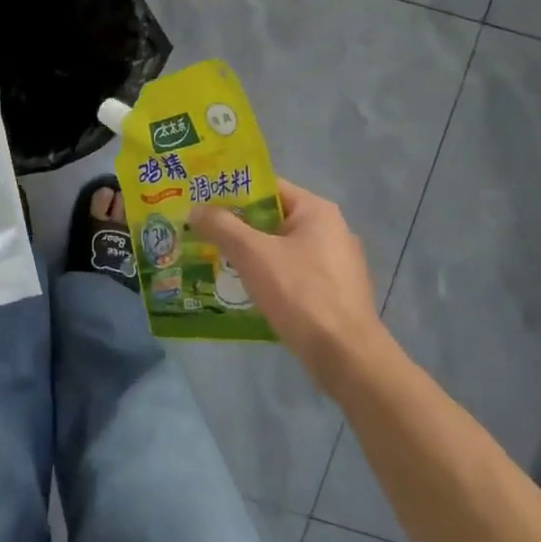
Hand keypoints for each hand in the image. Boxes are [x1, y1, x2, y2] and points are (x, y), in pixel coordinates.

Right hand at [188, 179, 386, 386]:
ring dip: (248, 253)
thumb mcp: (252, 253)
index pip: (267, 187)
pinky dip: (265, 275)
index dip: (231, 191)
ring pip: (279, 248)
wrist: (345, 354)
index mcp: (317, 211)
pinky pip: (289, 272)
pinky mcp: (331, 291)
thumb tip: (196, 209)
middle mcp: (330, 230)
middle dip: (235, 225)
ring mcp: (334, 263)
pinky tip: (241, 287)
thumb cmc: (300, 293)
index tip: (200, 200)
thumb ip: (221, 226)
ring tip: (212, 258)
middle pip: (272, 217)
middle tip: (199, 230)